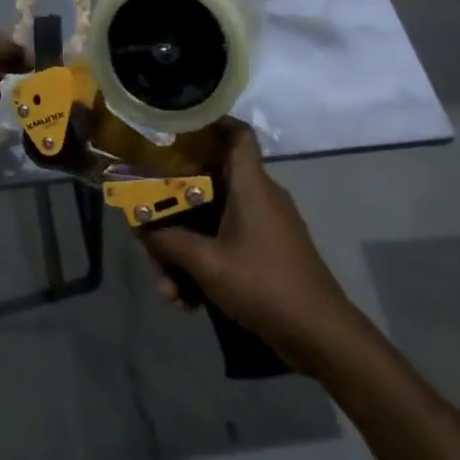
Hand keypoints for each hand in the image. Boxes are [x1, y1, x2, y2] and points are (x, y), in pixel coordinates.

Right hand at [141, 121, 365, 374]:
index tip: (174, 128)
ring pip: (210, 222)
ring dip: (183, 251)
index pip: (237, 134)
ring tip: (167, 288)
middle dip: (172, 211)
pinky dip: (202, 266)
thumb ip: (168, 241)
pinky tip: (185, 301)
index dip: (209, 123)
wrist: (321, 337)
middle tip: (146, 231)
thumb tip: (138, 227)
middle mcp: (258, 198)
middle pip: (207, 185)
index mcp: (251, 185)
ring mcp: (263, 227)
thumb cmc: (264, 284)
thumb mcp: (206, 263)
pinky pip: (223, 244)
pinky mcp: (266, 253)